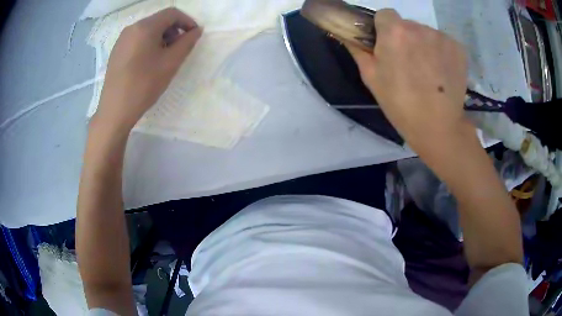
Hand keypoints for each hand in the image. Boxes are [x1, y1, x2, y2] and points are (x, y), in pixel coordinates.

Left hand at [94, 8, 202, 132]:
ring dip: (161, 37)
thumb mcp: (171, 63)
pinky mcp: (116, 51)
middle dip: (174, 30)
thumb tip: (196, 30)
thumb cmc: (144, 85)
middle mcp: (132, 28)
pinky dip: (148, 43)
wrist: (114, 110)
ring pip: (147, 30)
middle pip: (159, 20)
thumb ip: (187, 42)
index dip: (187, 21)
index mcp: (145, 27)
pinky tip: (149, 62)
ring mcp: (121, 40)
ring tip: (164, 56)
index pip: (172, 13)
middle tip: (179, 48)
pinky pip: (137, 39)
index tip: (194, 35)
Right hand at [346, 9, 468, 152]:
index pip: (385, 14)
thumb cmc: (400, 104)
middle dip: (404, 37)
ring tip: (427, 71)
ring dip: (423, 45)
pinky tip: (441, 72)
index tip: (387, 46)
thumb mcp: (370, 77)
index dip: (384, 28)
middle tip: (407, 64)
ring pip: (426, 33)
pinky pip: (443, 42)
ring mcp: (442, 37)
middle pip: (407, 24)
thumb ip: (358, 49)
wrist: (438, 127)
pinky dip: (440, 52)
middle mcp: (419, 27)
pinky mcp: (459, 48)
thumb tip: (348, 33)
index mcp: (394, 32)